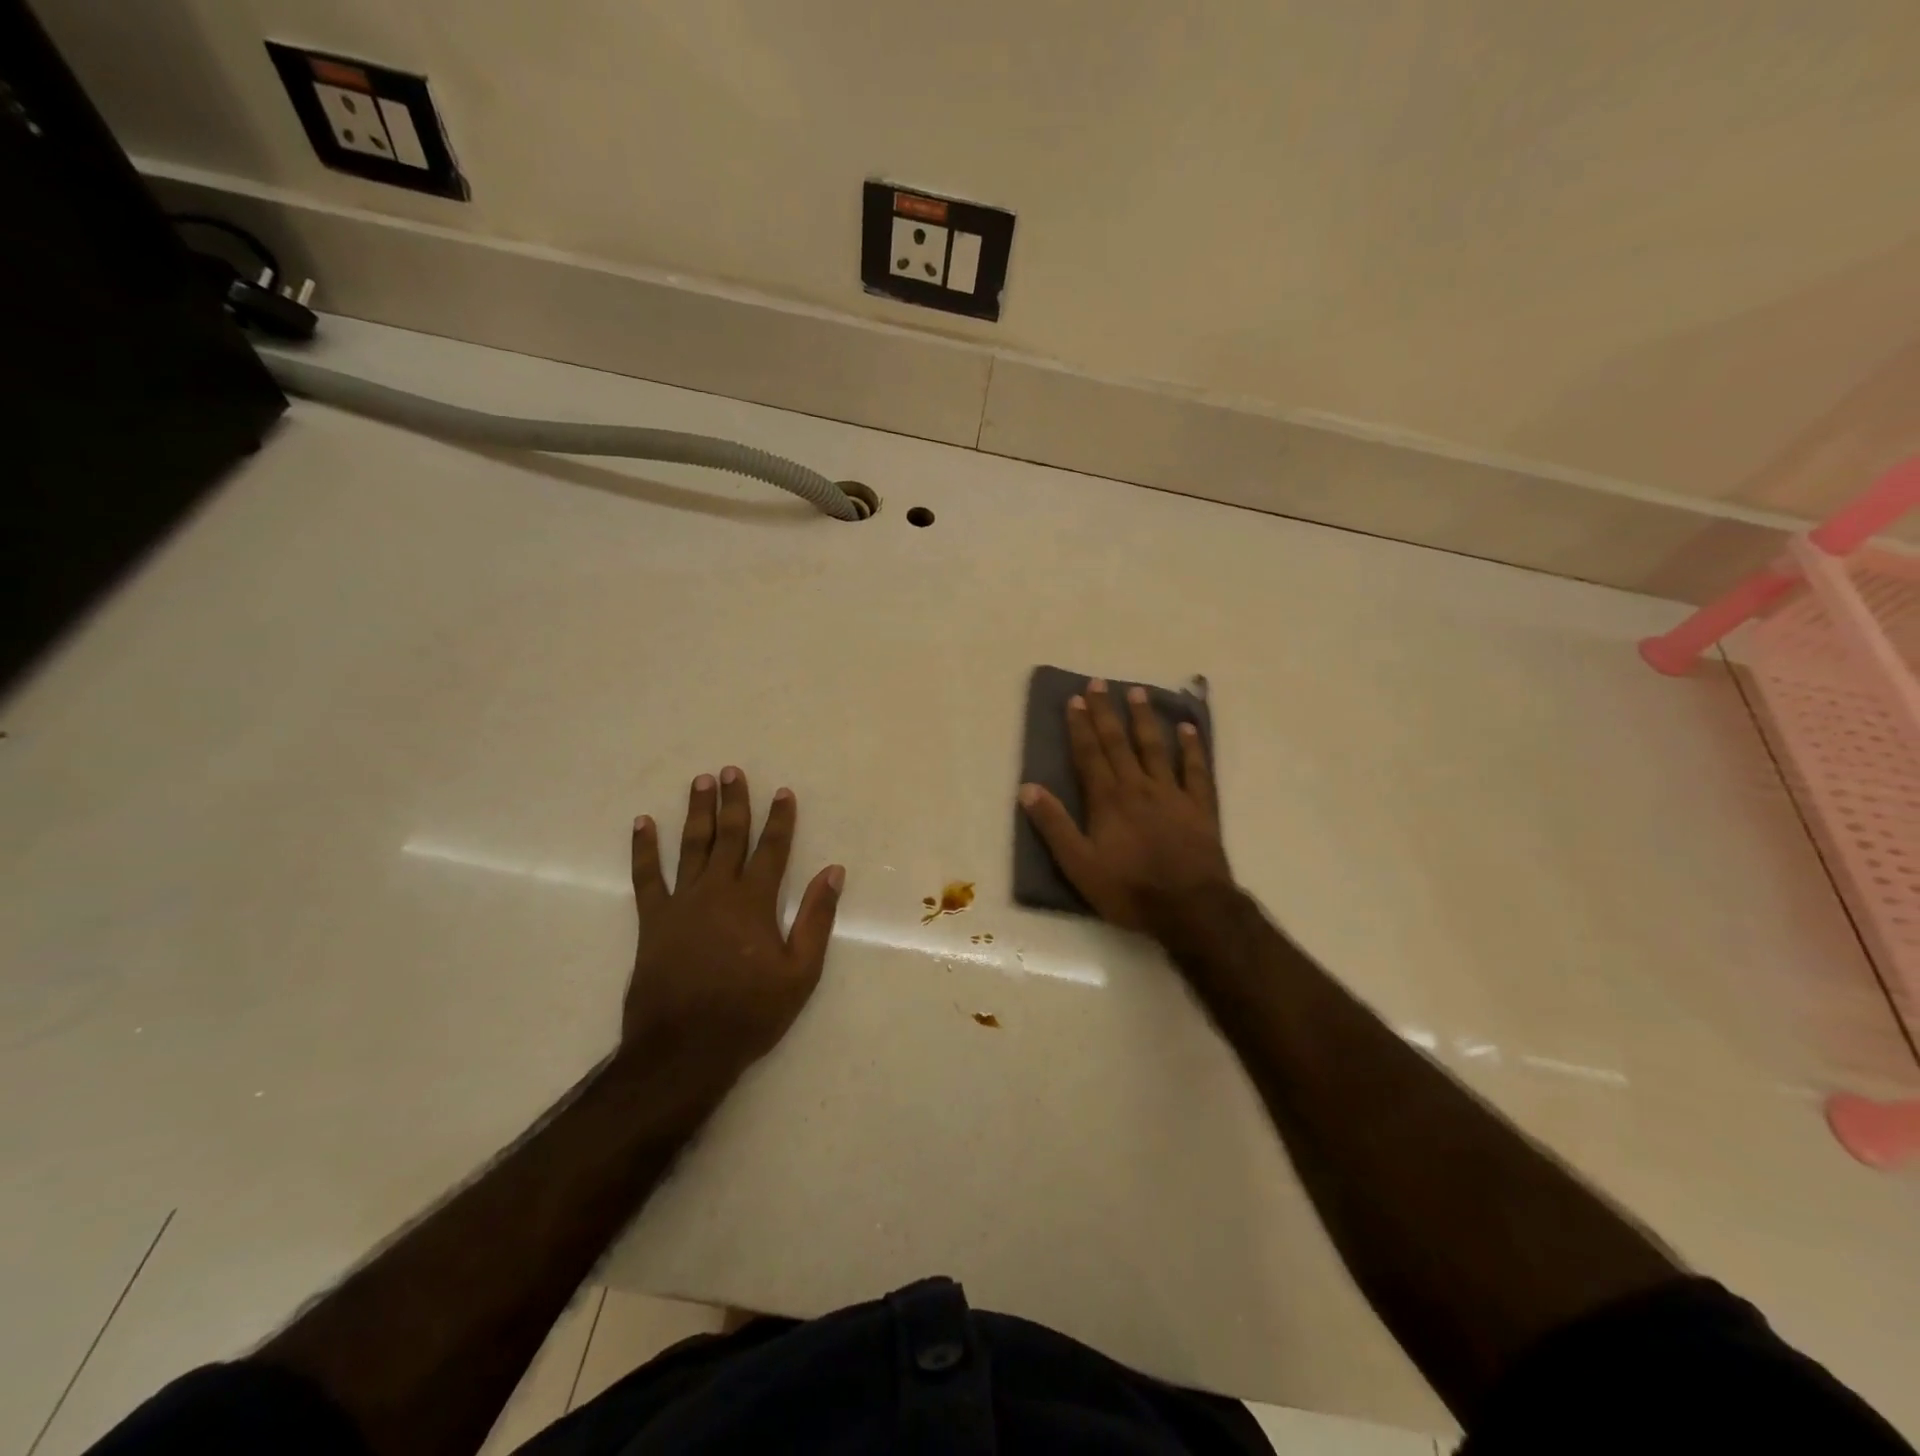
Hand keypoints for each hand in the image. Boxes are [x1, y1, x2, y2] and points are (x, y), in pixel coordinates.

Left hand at [626, 767, 843, 1087]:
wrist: (684, 1049)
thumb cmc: (750, 1013)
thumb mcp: (800, 972)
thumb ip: (816, 918)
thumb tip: (833, 871)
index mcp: (755, 902)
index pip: (772, 849)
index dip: (780, 819)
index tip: (782, 791)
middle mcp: (718, 891)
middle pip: (729, 836)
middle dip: (734, 802)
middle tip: (732, 771)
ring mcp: (681, 903)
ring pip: (691, 846)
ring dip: (697, 812)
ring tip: (701, 781)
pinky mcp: (653, 921)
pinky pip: (646, 877)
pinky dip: (644, 849)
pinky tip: (643, 824)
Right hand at [1019, 679, 1232, 934]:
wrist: (1190, 909)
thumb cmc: (1129, 890)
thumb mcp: (1079, 865)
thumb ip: (1054, 826)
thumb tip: (1028, 788)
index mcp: (1108, 800)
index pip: (1089, 755)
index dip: (1080, 726)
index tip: (1074, 699)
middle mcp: (1138, 787)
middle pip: (1119, 743)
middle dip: (1106, 712)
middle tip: (1099, 683)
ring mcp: (1173, 794)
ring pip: (1156, 748)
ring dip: (1144, 719)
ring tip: (1137, 692)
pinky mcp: (1200, 807)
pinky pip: (1196, 770)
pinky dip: (1192, 747)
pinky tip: (1187, 728)